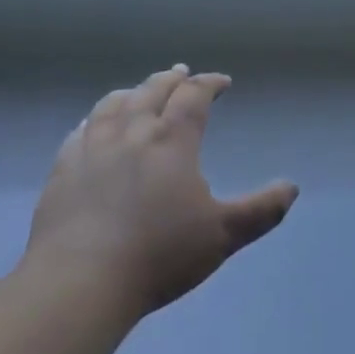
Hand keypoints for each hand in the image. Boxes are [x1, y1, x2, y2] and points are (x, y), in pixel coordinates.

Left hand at [24, 66, 297, 318]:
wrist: (81, 280)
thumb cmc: (159, 254)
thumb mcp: (222, 235)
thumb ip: (261, 210)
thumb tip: (291, 187)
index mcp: (172, 140)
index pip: (194, 96)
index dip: (210, 83)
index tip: (222, 82)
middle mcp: (132, 131)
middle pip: (152, 91)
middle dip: (171, 79)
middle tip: (181, 73)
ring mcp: (92, 147)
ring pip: (113, 104)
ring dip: (132, 92)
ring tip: (139, 91)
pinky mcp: (63, 168)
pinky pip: (80, 131)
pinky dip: (94, 120)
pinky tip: (92, 125)